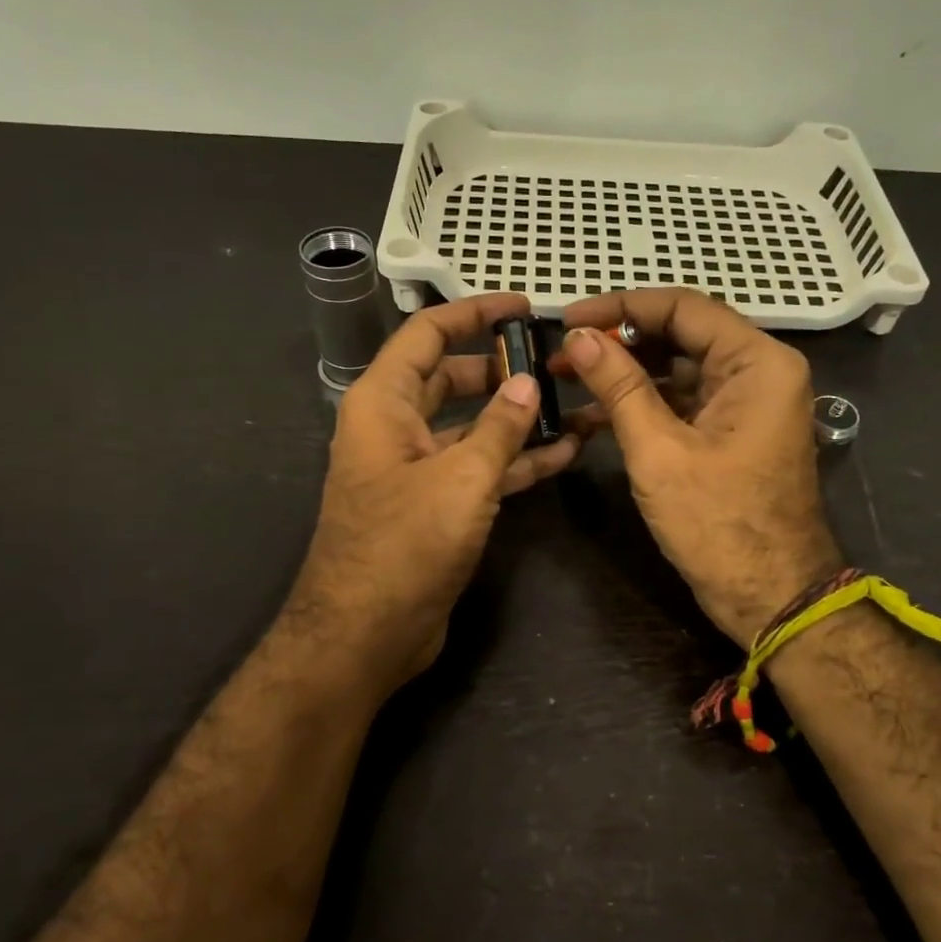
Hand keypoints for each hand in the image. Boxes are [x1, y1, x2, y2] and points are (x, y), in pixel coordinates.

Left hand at [286, 295, 581, 696]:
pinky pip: (480, 469)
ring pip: (472, 427)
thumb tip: (526, 382)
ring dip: (517, 417)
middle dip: (501, 367)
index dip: (473, 313)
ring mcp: (418, 470)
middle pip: (452, 378)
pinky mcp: (437, 506)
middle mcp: (396, 428)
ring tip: (573, 403)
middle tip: (555, 360)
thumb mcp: (461, 478)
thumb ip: (500, 427)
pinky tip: (564, 451)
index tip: (523, 307)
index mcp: (383, 403)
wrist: (367, 634)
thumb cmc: (405, 545)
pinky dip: (516, 460)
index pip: (427, 335)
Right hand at [558, 289, 842, 647]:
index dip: (620, 307)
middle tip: (563, 353)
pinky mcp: (733, 433)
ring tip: (569, 381)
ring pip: (679, 370)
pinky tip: (594, 416)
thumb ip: (619, 386)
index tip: (568, 317)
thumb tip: (578, 336)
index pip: (682, 308)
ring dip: (627, 376)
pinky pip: (684, 403)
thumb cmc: (719, 524)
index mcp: (757, 363)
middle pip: (682, 335)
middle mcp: (759, 372)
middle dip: (620, 343)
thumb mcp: (660, 451)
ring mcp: (747, 404)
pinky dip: (644, 406)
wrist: (771, 596)